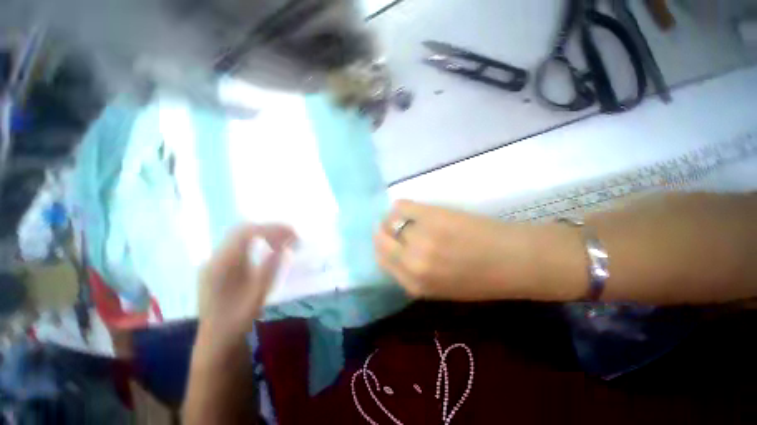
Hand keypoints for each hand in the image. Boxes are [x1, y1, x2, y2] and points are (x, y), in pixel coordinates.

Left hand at [198, 224, 295, 348]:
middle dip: (270, 229)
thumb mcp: (256, 297)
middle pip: (243, 230)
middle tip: (292, 236)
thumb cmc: (237, 321)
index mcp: (221, 264)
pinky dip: (258, 242)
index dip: (273, 229)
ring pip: (241, 236)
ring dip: (265, 234)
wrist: (215, 341)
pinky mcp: (219, 267)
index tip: (294, 234)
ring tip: (285, 241)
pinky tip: (270, 250)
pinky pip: (240, 245)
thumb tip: (285, 247)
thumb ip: (270, 269)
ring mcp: (215, 261)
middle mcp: (215, 258)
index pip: (247, 233)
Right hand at [374, 201, 572, 300]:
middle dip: (382, 233)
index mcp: (415, 284)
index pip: (382, 261)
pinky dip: (401, 207)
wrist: (515, 260)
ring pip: (391, 222)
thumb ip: (414, 275)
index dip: (382, 249)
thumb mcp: (441, 289)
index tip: (385, 241)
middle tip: (390, 227)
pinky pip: (401, 206)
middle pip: (382, 241)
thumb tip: (395, 253)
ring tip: (406, 219)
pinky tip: (411, 209)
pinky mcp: (431, 215)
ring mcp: (421, 236)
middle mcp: (412, 261)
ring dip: (394, 220)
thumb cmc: (482, 279)